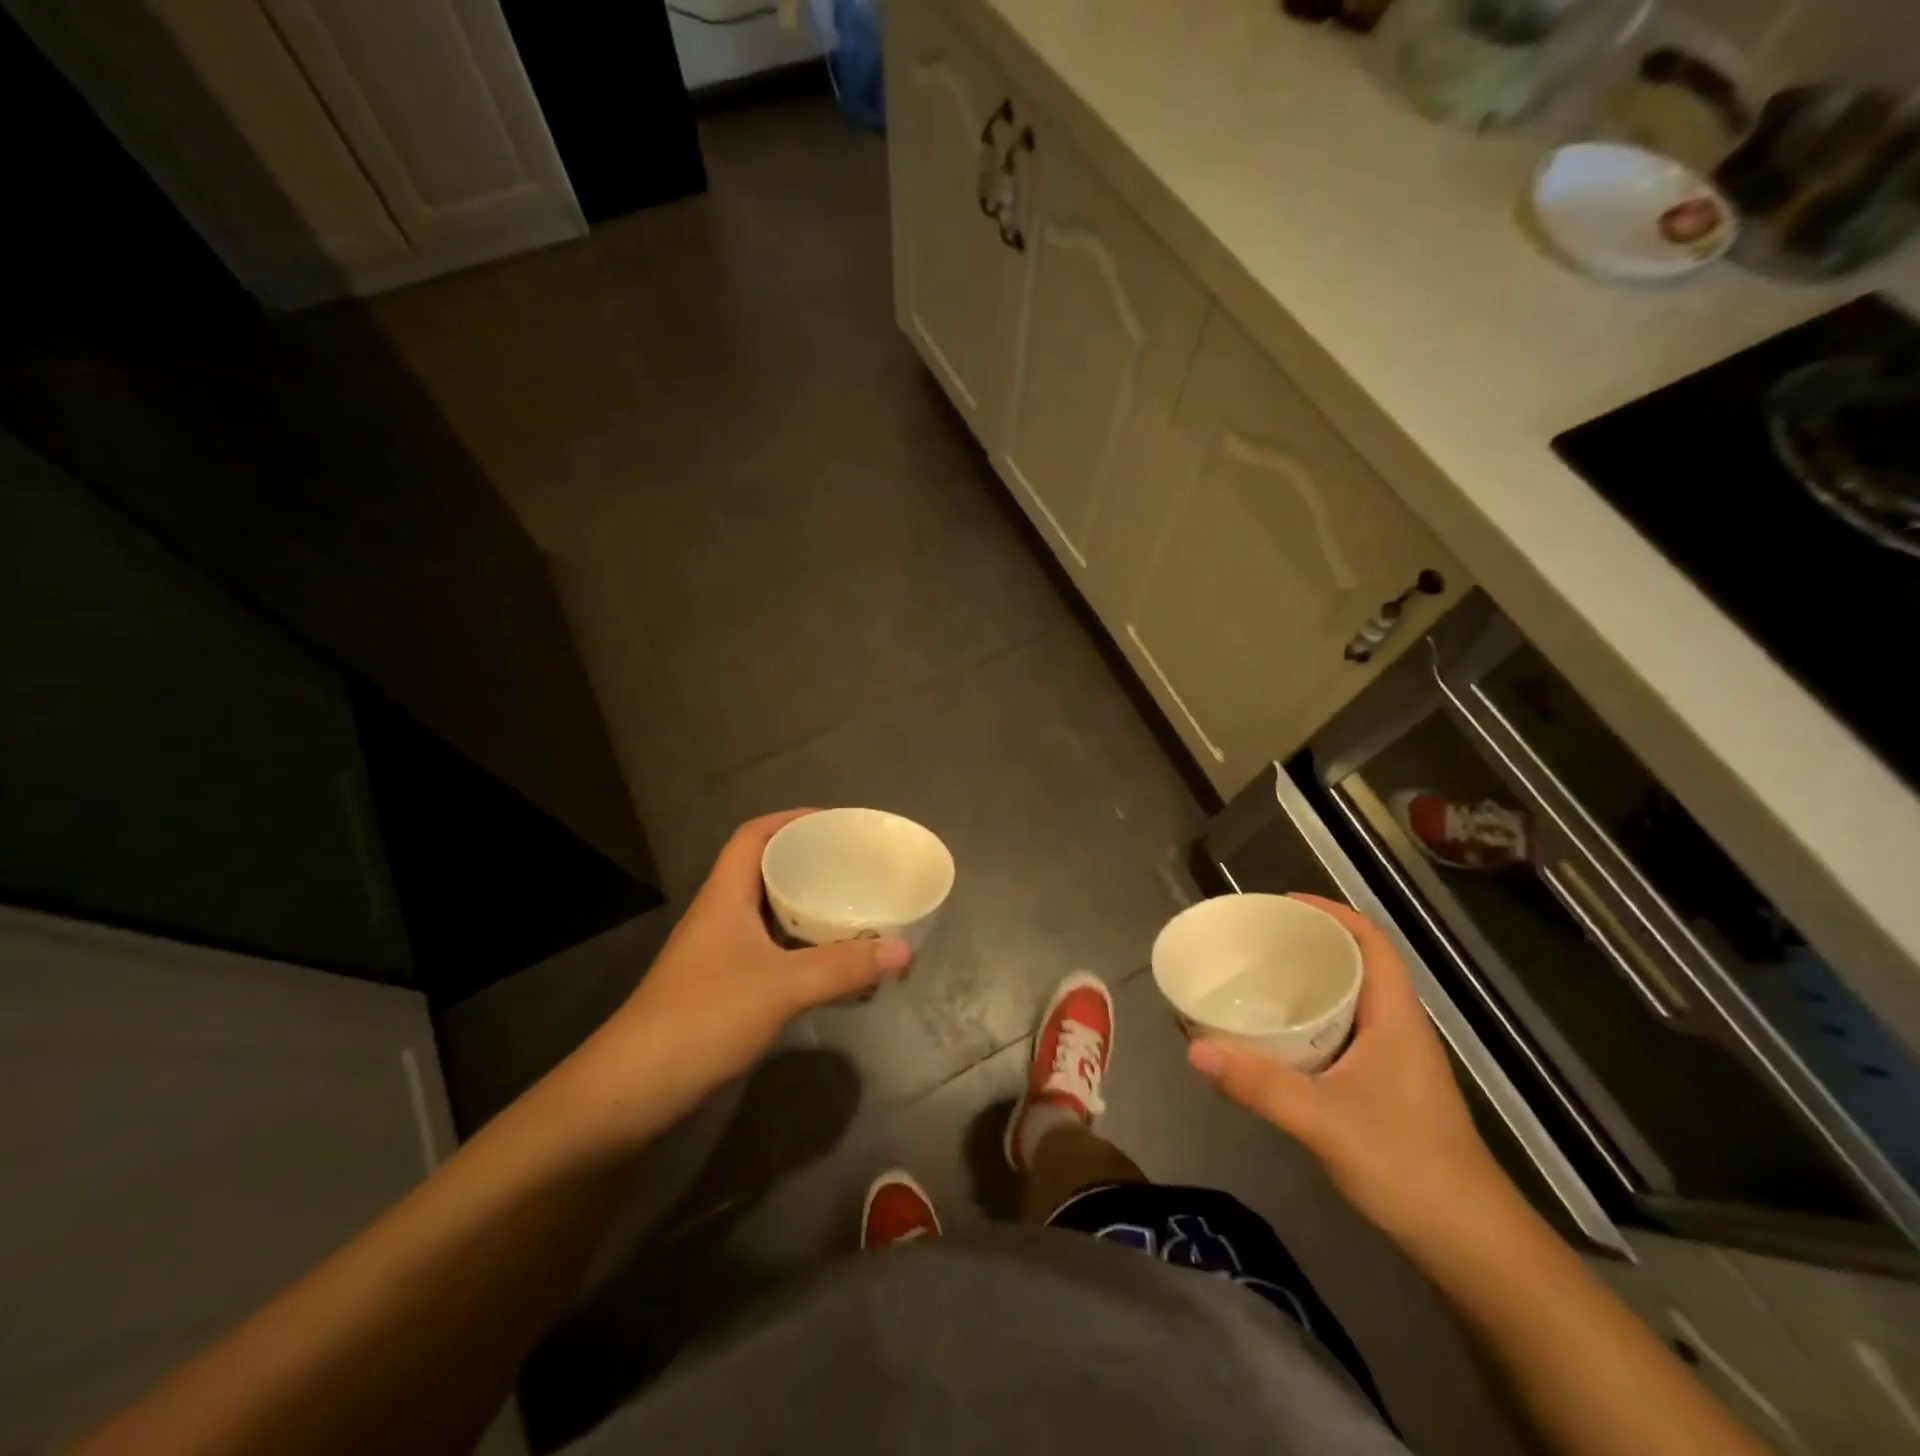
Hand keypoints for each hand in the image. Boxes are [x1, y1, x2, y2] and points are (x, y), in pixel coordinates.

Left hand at [564, 810, 911, 1142]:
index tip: (834, 823)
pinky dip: (799, 948)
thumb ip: (843, 967)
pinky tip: (827, 964)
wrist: (632, 1091)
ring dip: (805, 908)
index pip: (753, 836)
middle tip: (854, 867)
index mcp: (725, 896)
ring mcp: (718, 954)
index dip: (791, 820)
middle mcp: (720, 916)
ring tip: (851, 909)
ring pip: (767, 914)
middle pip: (764, 872)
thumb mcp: (782, 987)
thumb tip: (904, 949)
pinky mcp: (722, 988)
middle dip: (808, 863)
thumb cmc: (704, 1017)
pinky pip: (769, 950)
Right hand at [1188, 894, 1515, 1255]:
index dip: (1331, 912)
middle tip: (1257, 940)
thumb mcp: (1323, 1121)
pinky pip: (1346, 1032)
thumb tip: (1193, 1049)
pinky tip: (1279, 1037)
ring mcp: (1397, 1061)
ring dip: (1311, 982)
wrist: (1473, 1246)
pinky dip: (1313, 1020)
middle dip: (1311, 942)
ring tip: (1259, 977)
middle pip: (1359, 964)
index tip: (1283, 904)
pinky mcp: (1388, 1088)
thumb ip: (1258, 1085)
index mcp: (1396, 1018)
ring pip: (1352, 1000)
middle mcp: (1400, 1028)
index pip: (1372, 942)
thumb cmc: (1408, 1166)